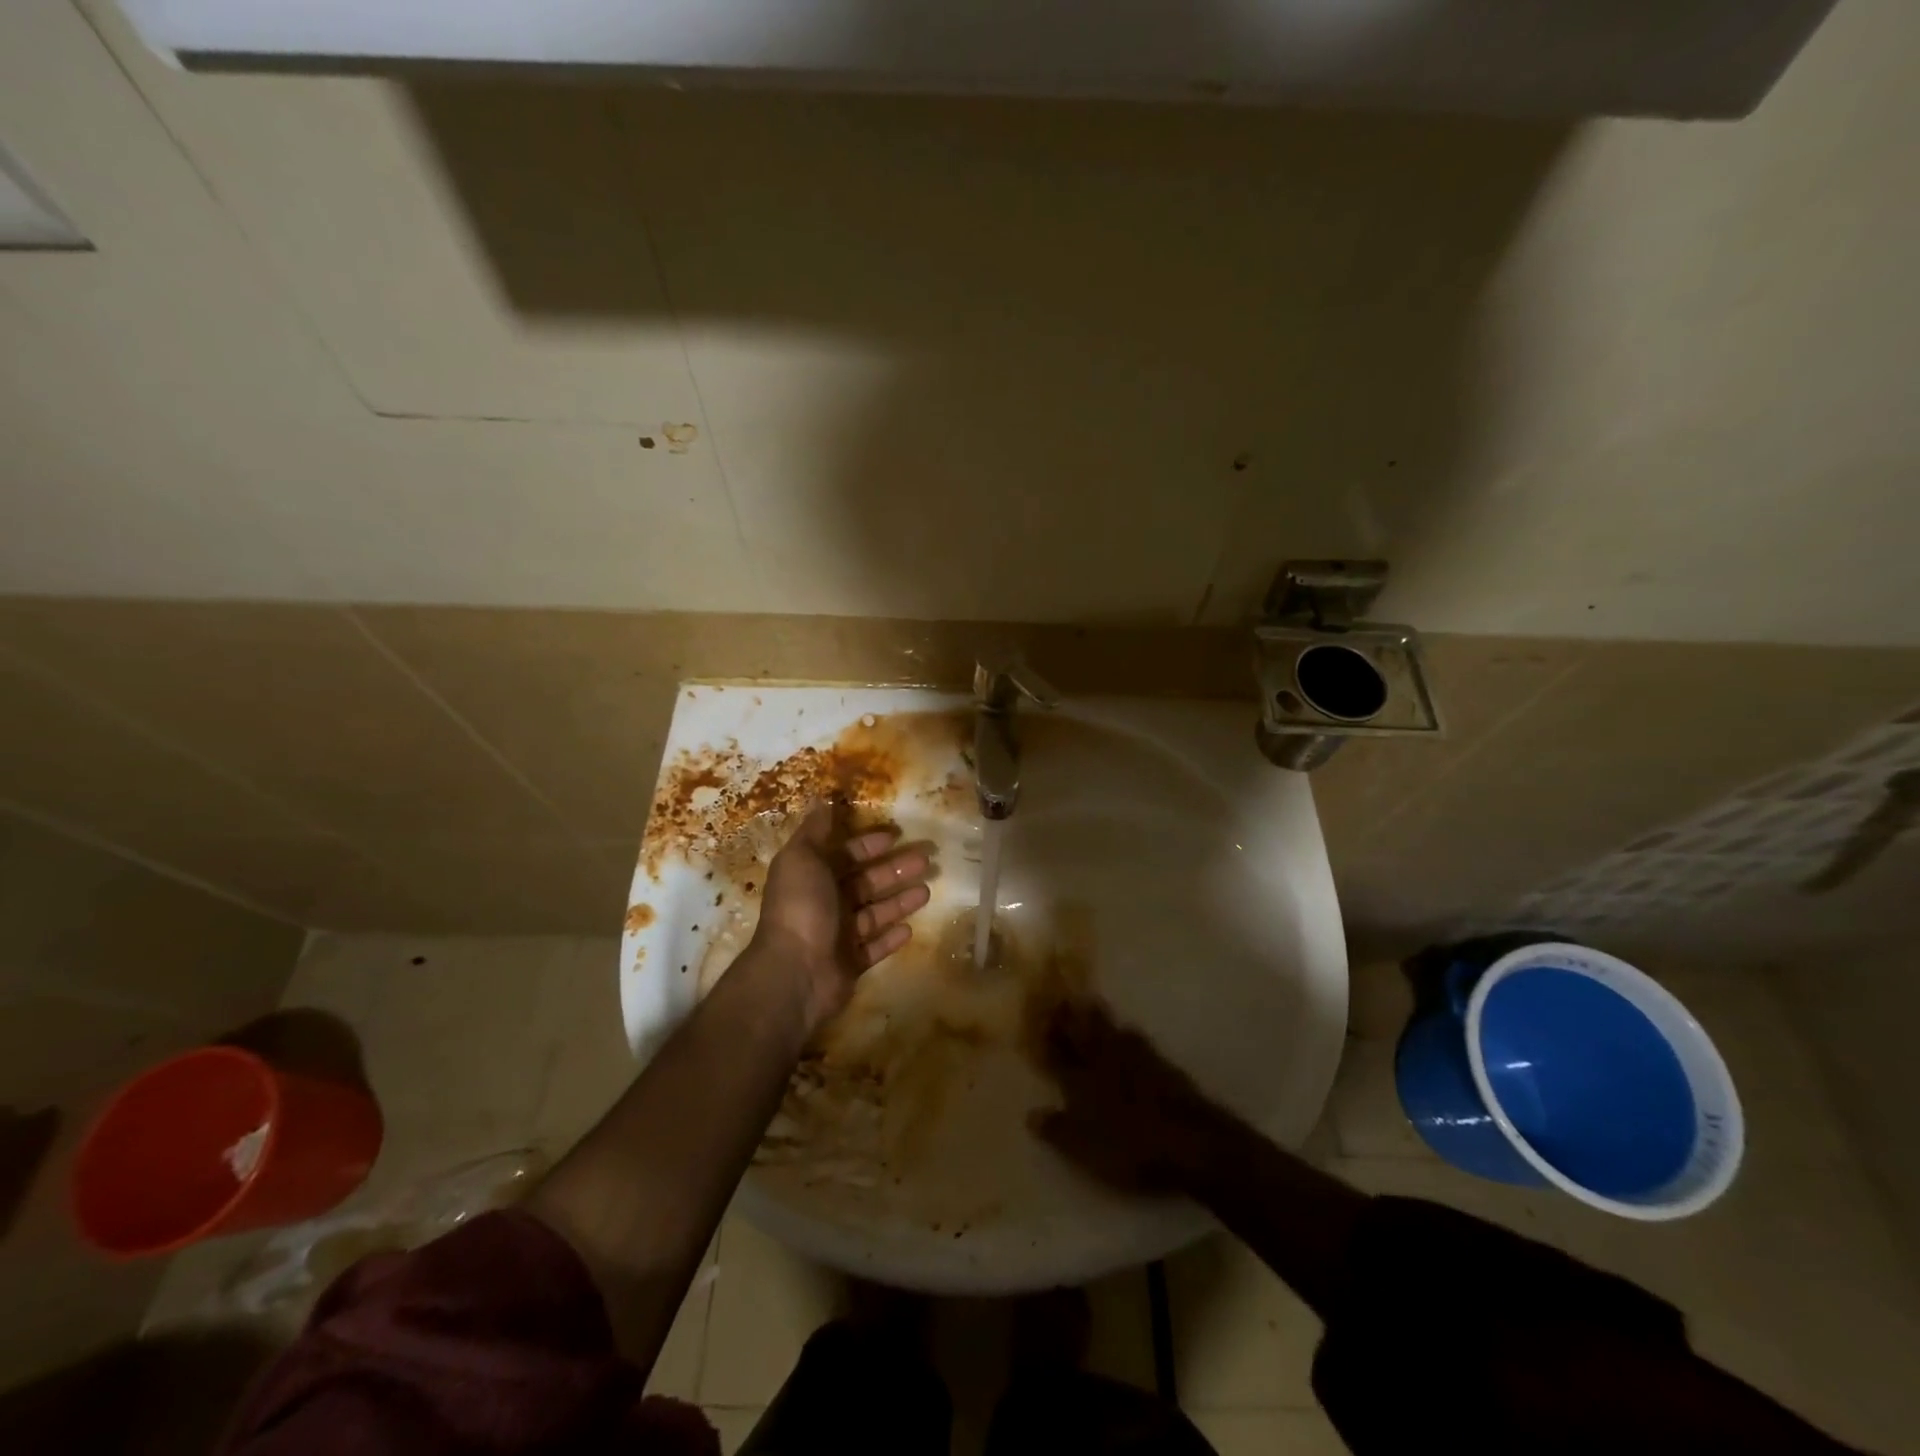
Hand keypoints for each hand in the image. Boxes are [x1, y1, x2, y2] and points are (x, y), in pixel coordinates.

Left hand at [752, 804, 932, 1032]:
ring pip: (875, 913)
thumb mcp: (802, 857)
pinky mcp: (851, 963)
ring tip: (928, 891)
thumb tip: (823, 798)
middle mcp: (824, 903)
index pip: (845, 854)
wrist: (796, 971)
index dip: (868, 844)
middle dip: (895, 870)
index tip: (896, 835)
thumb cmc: (802, 907)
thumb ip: (816, 829)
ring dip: (899, 901)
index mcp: (812, 876)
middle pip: (866, 882)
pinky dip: (891, 937)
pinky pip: (875, 947)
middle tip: (926, 860)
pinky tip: (911, 929)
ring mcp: (838, 935)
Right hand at [1028, 996, 1228, 1195]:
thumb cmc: (1129, 1147)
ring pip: (1112, 1031)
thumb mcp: (1084, 1148)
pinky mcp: (1164, 1066)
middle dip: (1072, 1015)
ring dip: (1100, 1017)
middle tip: (1063, 996)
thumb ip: (1057, 1129)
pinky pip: (1138, 1041)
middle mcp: (1105, 1062)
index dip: (1047, 1036)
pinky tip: (1129, 1031)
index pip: (1058, 1053)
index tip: (1038, 1017)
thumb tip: (1031, 1114)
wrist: (1190, 1142)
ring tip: (1091, 1003)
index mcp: (1081, 1080)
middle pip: (1085, 1033)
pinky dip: (1128, 1033)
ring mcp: (1137, 1060)